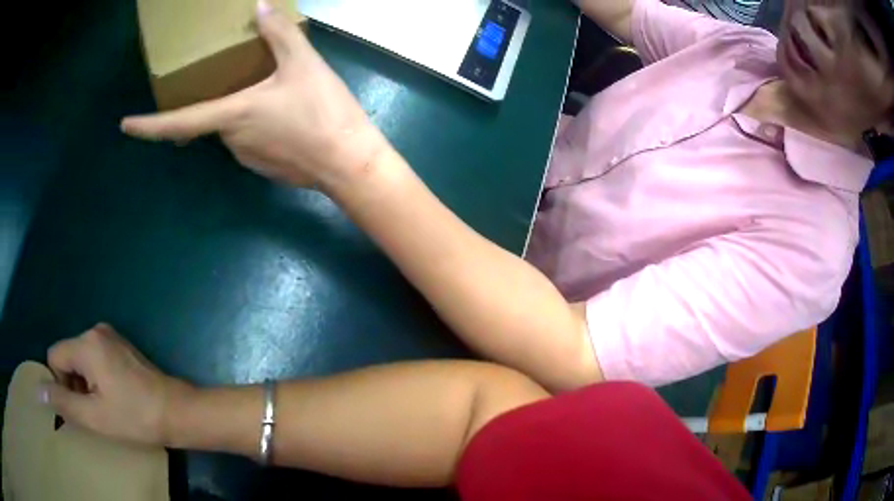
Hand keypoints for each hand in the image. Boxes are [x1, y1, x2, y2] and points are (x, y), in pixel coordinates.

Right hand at [43, 323, 192, 446]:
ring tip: (106, 405)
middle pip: (67, 355)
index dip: (61, 384)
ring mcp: (110, 336)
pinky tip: (114, 396)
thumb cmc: (135, 417)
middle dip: (73, 383)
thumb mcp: (93, 416)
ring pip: (80, 358)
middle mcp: (95, 330)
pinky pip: (95, 358)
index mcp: (86, 343)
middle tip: (94, 410)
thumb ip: (62, 402)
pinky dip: (96, 377)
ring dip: (85, 382)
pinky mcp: (120, 346)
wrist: (177, 412)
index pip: (54, 356)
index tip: (79, 407)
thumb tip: (38, 391)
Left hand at [121, 0, 388, 189]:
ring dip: (243, 109)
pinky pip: (248, 140)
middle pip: (212, 116)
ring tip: (275, 98)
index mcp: (232, 115)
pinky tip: (285, 118)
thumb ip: (278, 35)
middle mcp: (230, 140)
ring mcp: (245, 156)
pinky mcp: (261, 166)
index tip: (126, 126)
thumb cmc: (323, 112)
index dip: (148, 126)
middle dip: (219, 97)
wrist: (348, 162)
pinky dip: (257, 125)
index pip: (177, 123)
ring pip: (232, 127)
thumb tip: (259, 7)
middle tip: (242, 80)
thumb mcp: (304, 65)